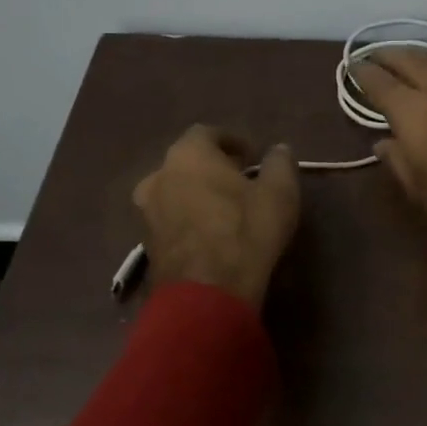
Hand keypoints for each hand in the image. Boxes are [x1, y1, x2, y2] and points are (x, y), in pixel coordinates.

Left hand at [132, 126, 299, 308]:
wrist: (207, 292)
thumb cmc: (246, 230)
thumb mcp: (279, 192)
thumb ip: (279, 163)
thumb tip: (278, 149)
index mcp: (188, 155)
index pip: (207, 133)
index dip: (232, 141)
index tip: (253, 157)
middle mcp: (158, 176)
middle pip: (187, 163)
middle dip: (213, 168)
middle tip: (240, 182)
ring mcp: (147, 211)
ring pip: (176, 192)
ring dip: (198, 195)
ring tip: (226, 210)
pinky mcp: (146, 243)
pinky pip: (171, 220)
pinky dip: (189, 219)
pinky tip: (211, 234)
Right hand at [349, 52, 426, 238]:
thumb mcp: (420, 190)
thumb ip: (398, 161)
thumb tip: (383, 144)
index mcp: (410, 109)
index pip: (378, 81)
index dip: (363, 72)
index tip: (354, 66)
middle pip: (409, 58)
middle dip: (389, 54)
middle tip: (378, 55)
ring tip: (423, 67)